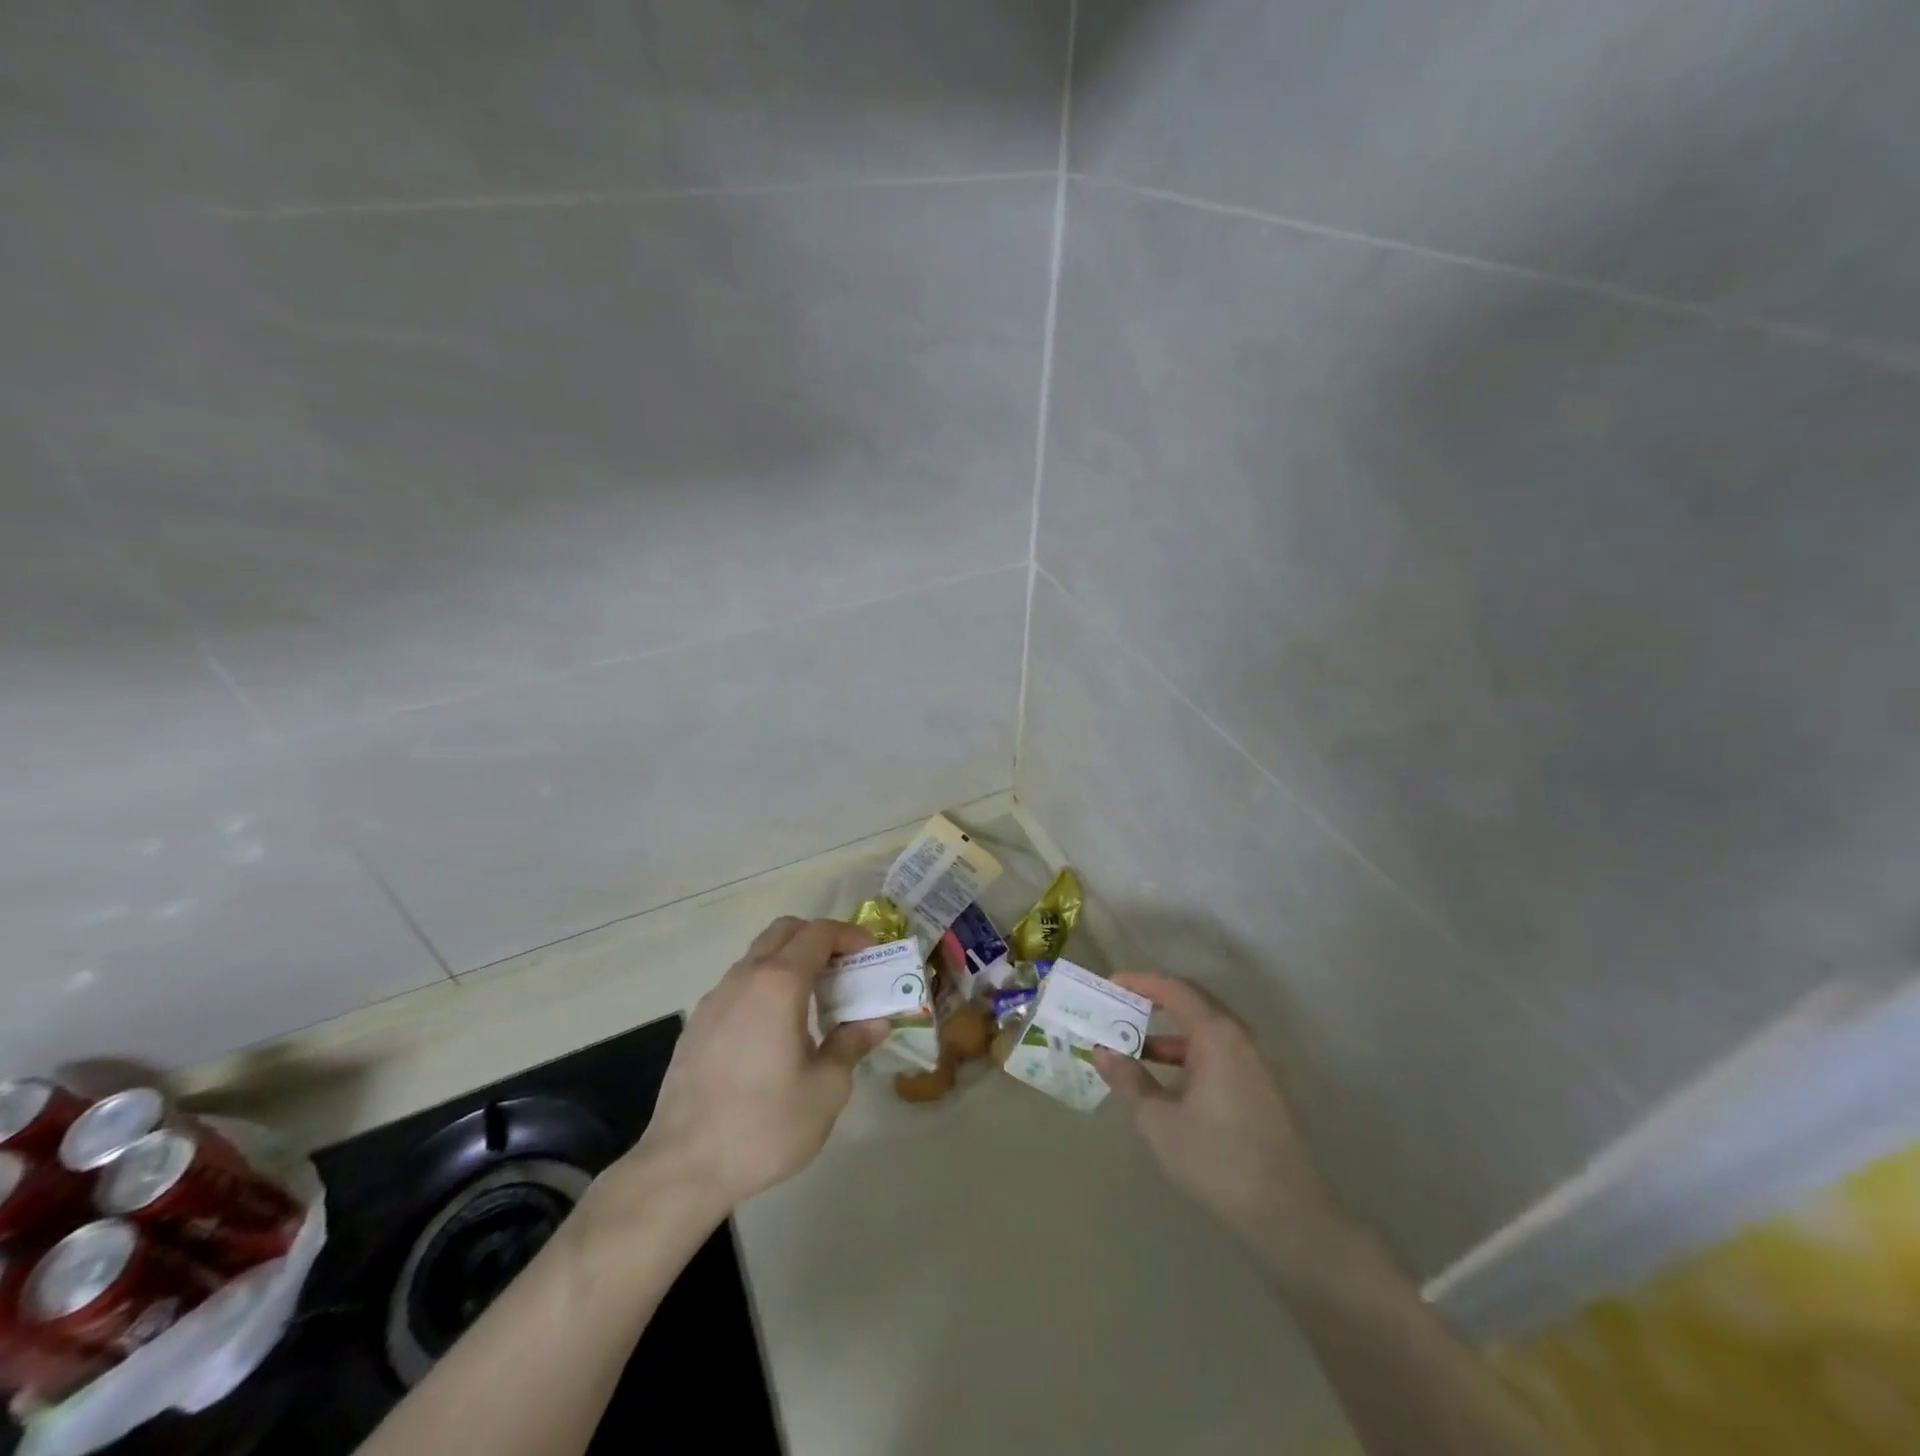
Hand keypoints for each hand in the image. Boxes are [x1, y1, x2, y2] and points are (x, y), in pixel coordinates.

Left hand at [622, 917, 888, 1214]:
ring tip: (813, 1004)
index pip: (819, 933)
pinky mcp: (697, 1024)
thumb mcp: (826, 1089)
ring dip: (790, 963)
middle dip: (819, 939)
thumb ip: (851, 1045)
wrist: (683, 1167)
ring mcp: (715, 999)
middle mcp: (744, 978)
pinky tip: (775, 1032)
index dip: (850, 936)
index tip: (870, 957)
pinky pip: (739, 986)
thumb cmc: (764, 1125)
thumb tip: (874, 1022)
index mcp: (778, 984)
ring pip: (758, 956)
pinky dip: (765, 987)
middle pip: (785, 931)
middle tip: (843, 971)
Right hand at [1094, 973, 1343, 1260]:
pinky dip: (1189, 1053)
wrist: (1287, 1214)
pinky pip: (1218, 1051)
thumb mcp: (1159, 1121)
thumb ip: (1129, 1080)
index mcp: (1217, 1035)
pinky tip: (1167, 1079)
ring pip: (1205, 1030)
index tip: (1110, 986)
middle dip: (1153, 1003)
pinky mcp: (1261, 1085)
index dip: (1139, 982)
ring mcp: (1255, 1061)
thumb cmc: (1216, 1159)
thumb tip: (1102, 1052)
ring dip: (1169, 1033)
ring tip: (1133, 1048)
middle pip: (1192, 1002)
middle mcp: (1240, 1037)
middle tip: (1119, 1009)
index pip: (1174, 989)